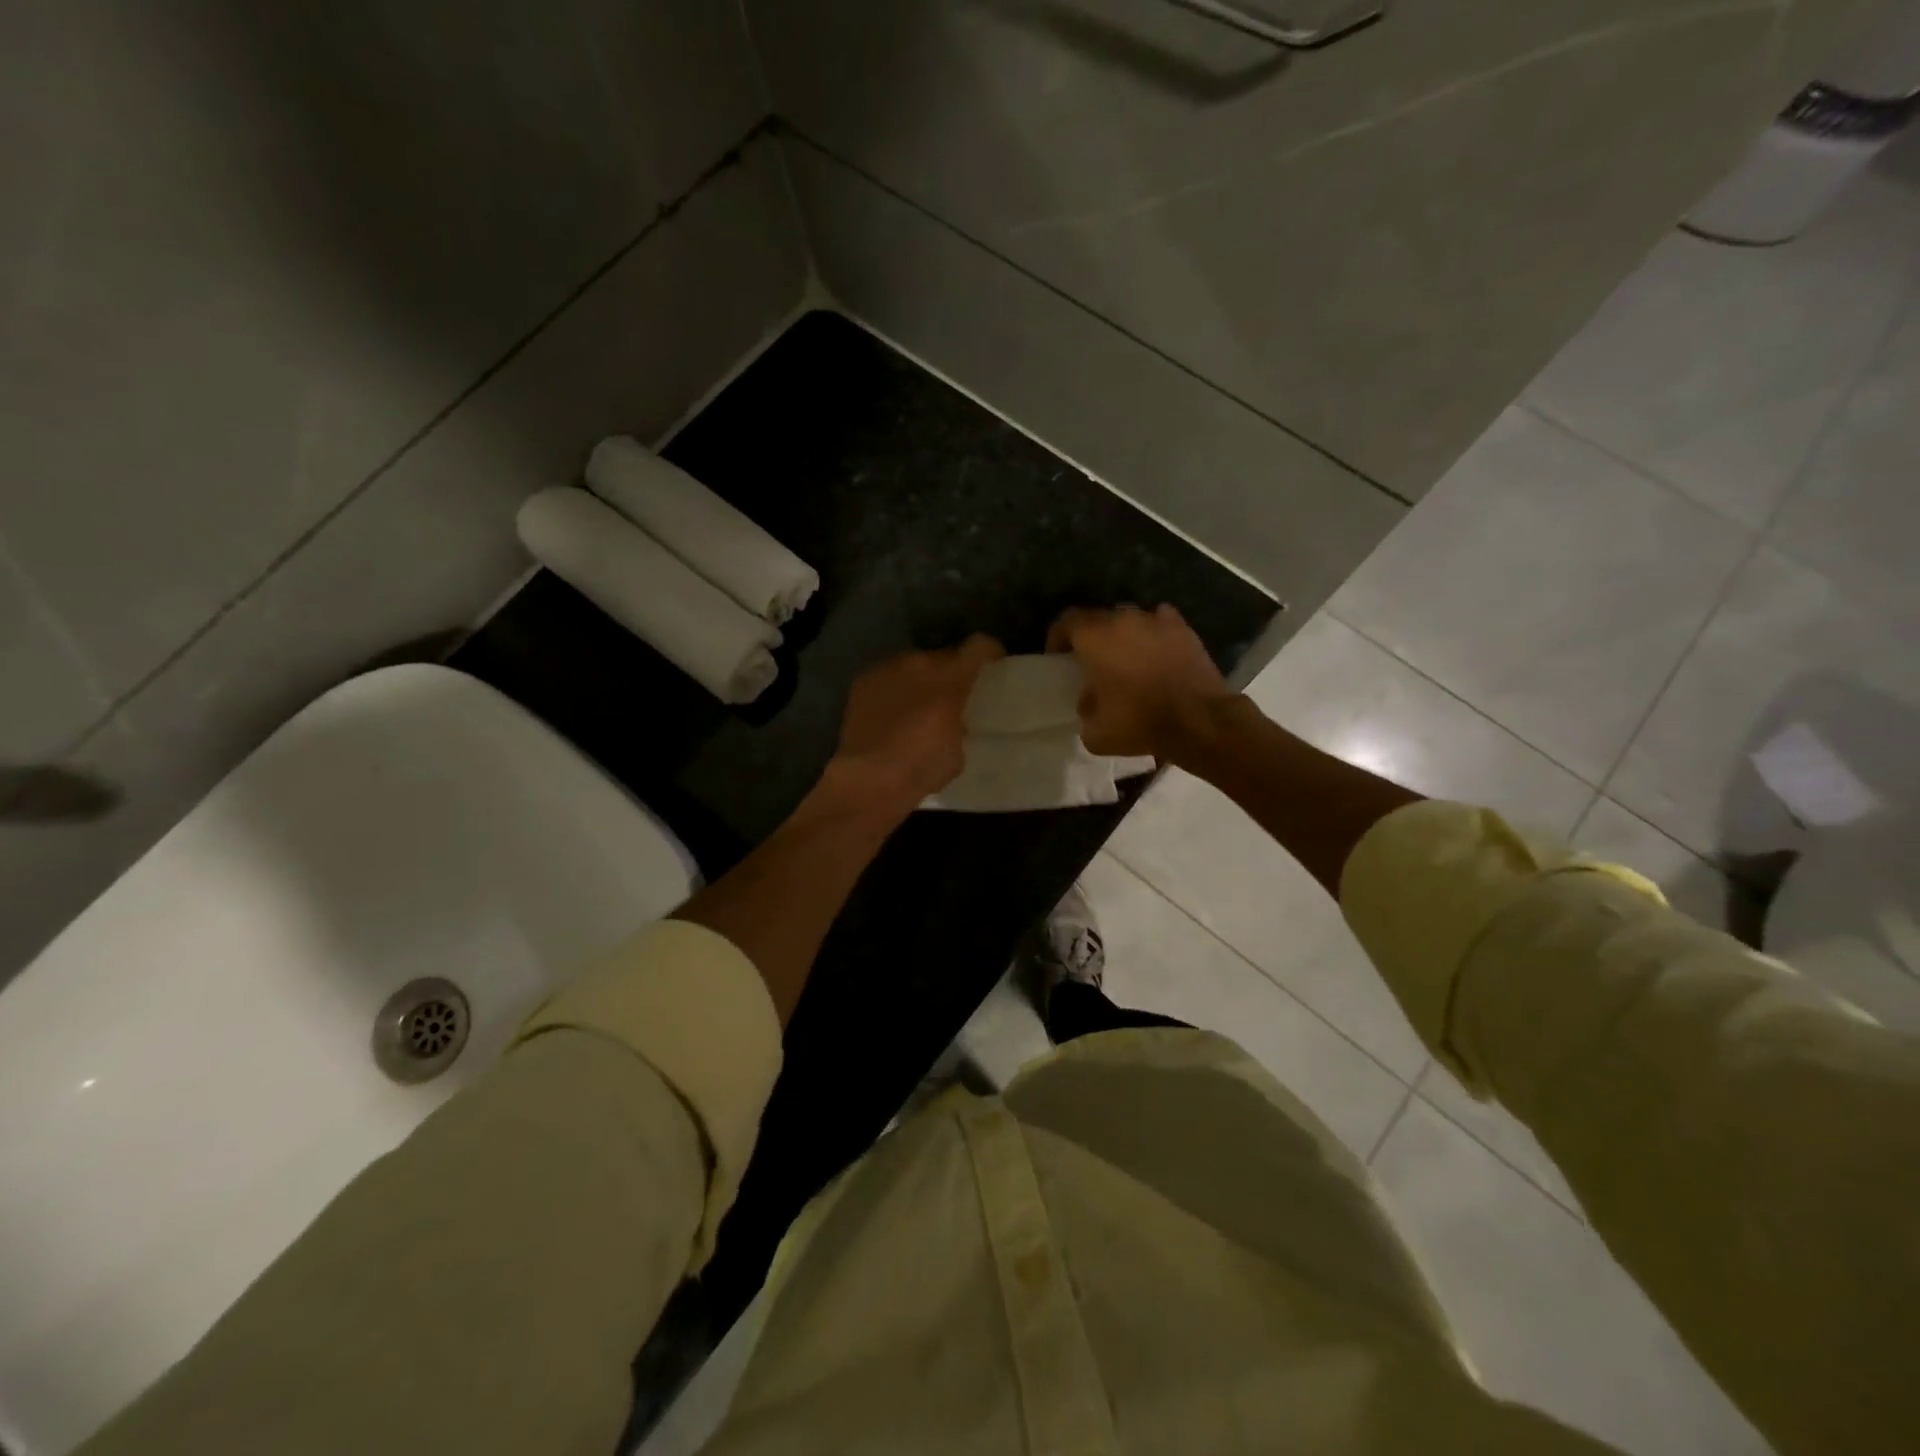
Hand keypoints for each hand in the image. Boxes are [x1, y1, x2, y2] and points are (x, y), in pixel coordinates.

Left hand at [822, 635, 1004, 817]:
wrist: (868, 780)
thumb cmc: (921, 769)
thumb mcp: (957, 751)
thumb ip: (960, 725)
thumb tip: (955, 722)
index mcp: (950, 678)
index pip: (978, 646)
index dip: (989, 652)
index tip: (993, 665)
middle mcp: (918, 664)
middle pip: (942, 655)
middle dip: (950, 672)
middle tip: (952, 696)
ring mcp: (886, 670)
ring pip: (913, 665)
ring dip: (920, 680)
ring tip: (919, 706)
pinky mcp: (862, 683)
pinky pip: (888, 677)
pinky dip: (895, 690)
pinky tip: (892, 714)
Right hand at [1047, 604, 1230, 759]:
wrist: (1200, 721)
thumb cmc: (1140, 722)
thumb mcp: (1095, 732)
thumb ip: (1085, 709)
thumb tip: (1090, 700)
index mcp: (1096, 637)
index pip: (1066, 622)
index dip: (1058, 637)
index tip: (1057, 657)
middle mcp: (1124, 619)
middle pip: (1099, 618)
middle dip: (1091, 637)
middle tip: (1091, 661)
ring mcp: (1157, 620)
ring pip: (1130, 619)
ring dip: (1122, 635)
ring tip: (1124, 658)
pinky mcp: (1184, 629)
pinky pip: (1160, 623)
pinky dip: (1152, 634)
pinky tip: (1154, 652)